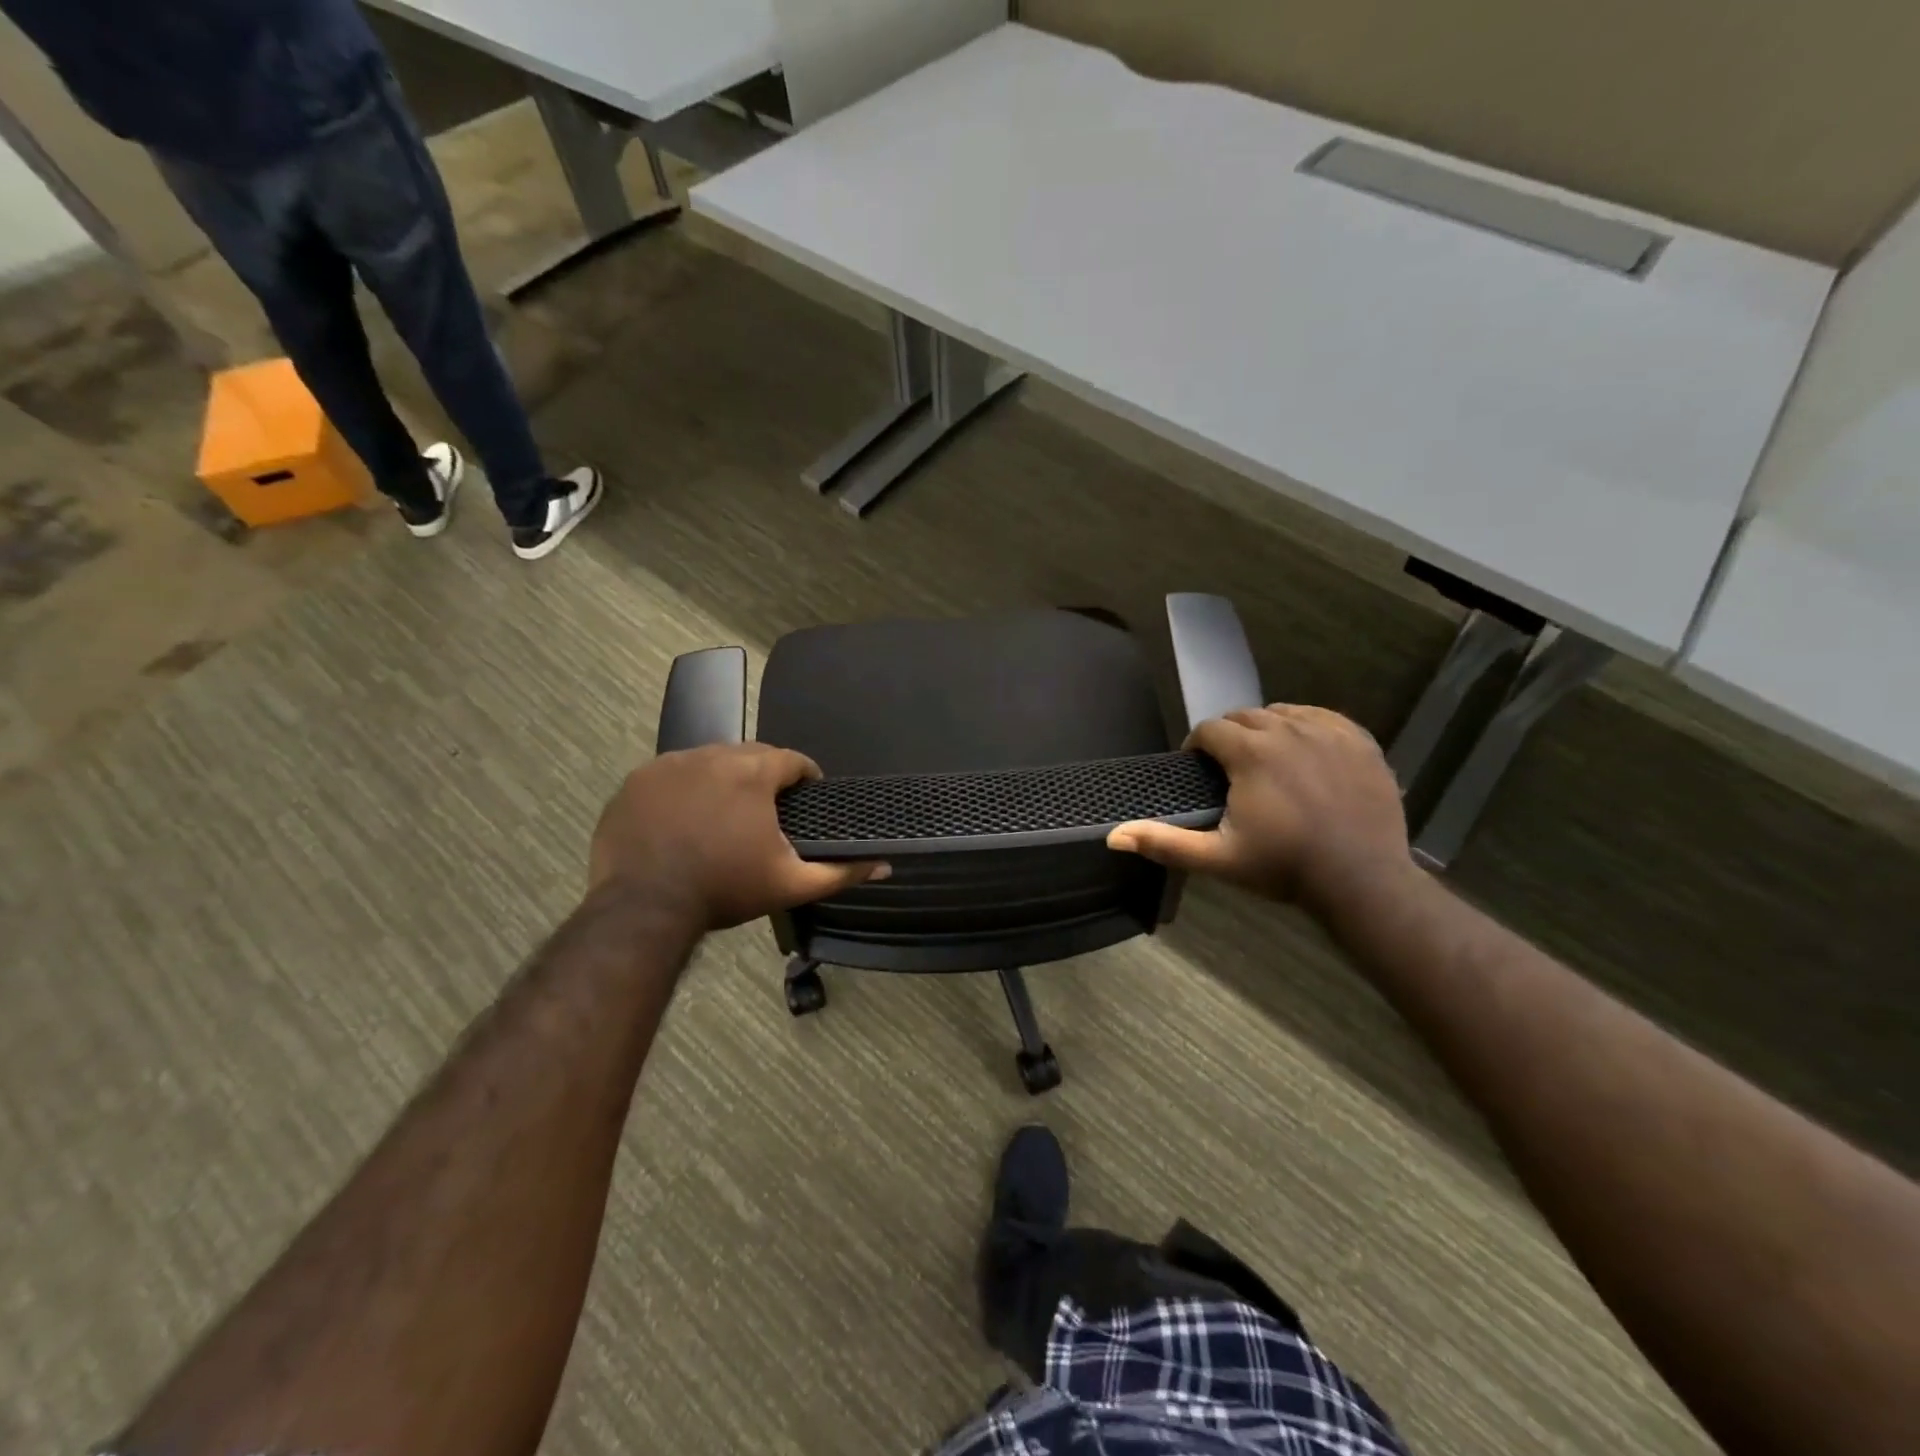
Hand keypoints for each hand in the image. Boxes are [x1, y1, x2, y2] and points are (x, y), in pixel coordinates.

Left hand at [589, 744, 887, 930]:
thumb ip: (841, 872)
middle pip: (750, 755)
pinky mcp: (637, 781)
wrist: (643, 908)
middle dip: (764, 776)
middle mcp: (711, 755)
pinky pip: (672, 774)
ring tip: (726, 814)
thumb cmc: (724, 890)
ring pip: (710, 761)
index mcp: (752, 773)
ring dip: (724, 779)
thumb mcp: (790, 885)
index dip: (805, 777)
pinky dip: (685, 789)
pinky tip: (685, 818)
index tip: (806, 797)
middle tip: (767, 811)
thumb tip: (884, 866)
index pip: (792, 760)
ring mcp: (669, 765)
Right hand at [1107, 705, 1412, 909]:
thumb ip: (1164, 842)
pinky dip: (1305, 728)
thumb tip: (1113, 836)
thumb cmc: (1284, 868)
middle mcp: (1288, 729)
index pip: (1210, 729)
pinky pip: (1322, 717)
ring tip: (1266, 762)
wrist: (1363, 881)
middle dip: (1229, 737)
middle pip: (1244, 717)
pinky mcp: (1359, 740)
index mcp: (1251, 752)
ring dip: (1265, 730)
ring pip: (1282, 713)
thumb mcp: (1217, 858)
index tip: (1199, 770)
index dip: (1197, 747)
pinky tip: (1304, 753)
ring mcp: (1328, 731)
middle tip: (1230, 771)